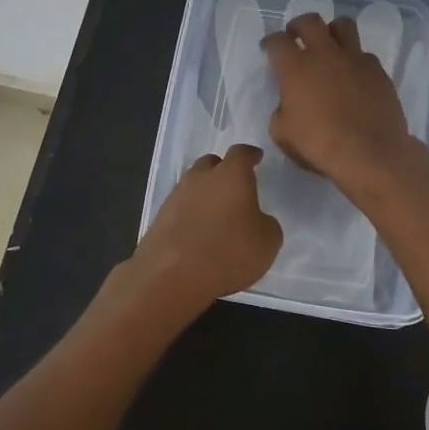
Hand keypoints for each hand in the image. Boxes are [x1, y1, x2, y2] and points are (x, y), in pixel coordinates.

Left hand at [120, 143, 282, 317]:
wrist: (171, 276)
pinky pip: (181, 207)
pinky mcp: (160, 217)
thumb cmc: (228, 252)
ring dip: (205, 193)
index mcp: (231, 175)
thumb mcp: (268, 242)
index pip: (242, 153)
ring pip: (194, 184)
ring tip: (216, 214)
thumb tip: (257, 220)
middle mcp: (201, 177)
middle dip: (224, 171)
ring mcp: (176, 195)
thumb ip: (266, 223)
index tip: (256, 158)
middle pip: (212, 163)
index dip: (250, 155)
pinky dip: (191, 214)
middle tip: (235, 188)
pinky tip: (198, 232)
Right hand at [261, 13, 419, 190]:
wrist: (369, 153)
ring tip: (329, 45)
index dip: (270, 42)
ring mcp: (354, 59)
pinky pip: (364, 54)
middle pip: (309, 21)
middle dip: (299, 25)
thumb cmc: (319, 145)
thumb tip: (288, 104)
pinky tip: (354, 75)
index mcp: (295, 67)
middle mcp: (324, 54)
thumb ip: (281, 111)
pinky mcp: (377, 70)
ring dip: (331, 31)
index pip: (277, 41)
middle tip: (296, 36)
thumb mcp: (283, 134)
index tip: (269, 49)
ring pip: (343, 25)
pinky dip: (355, 59)